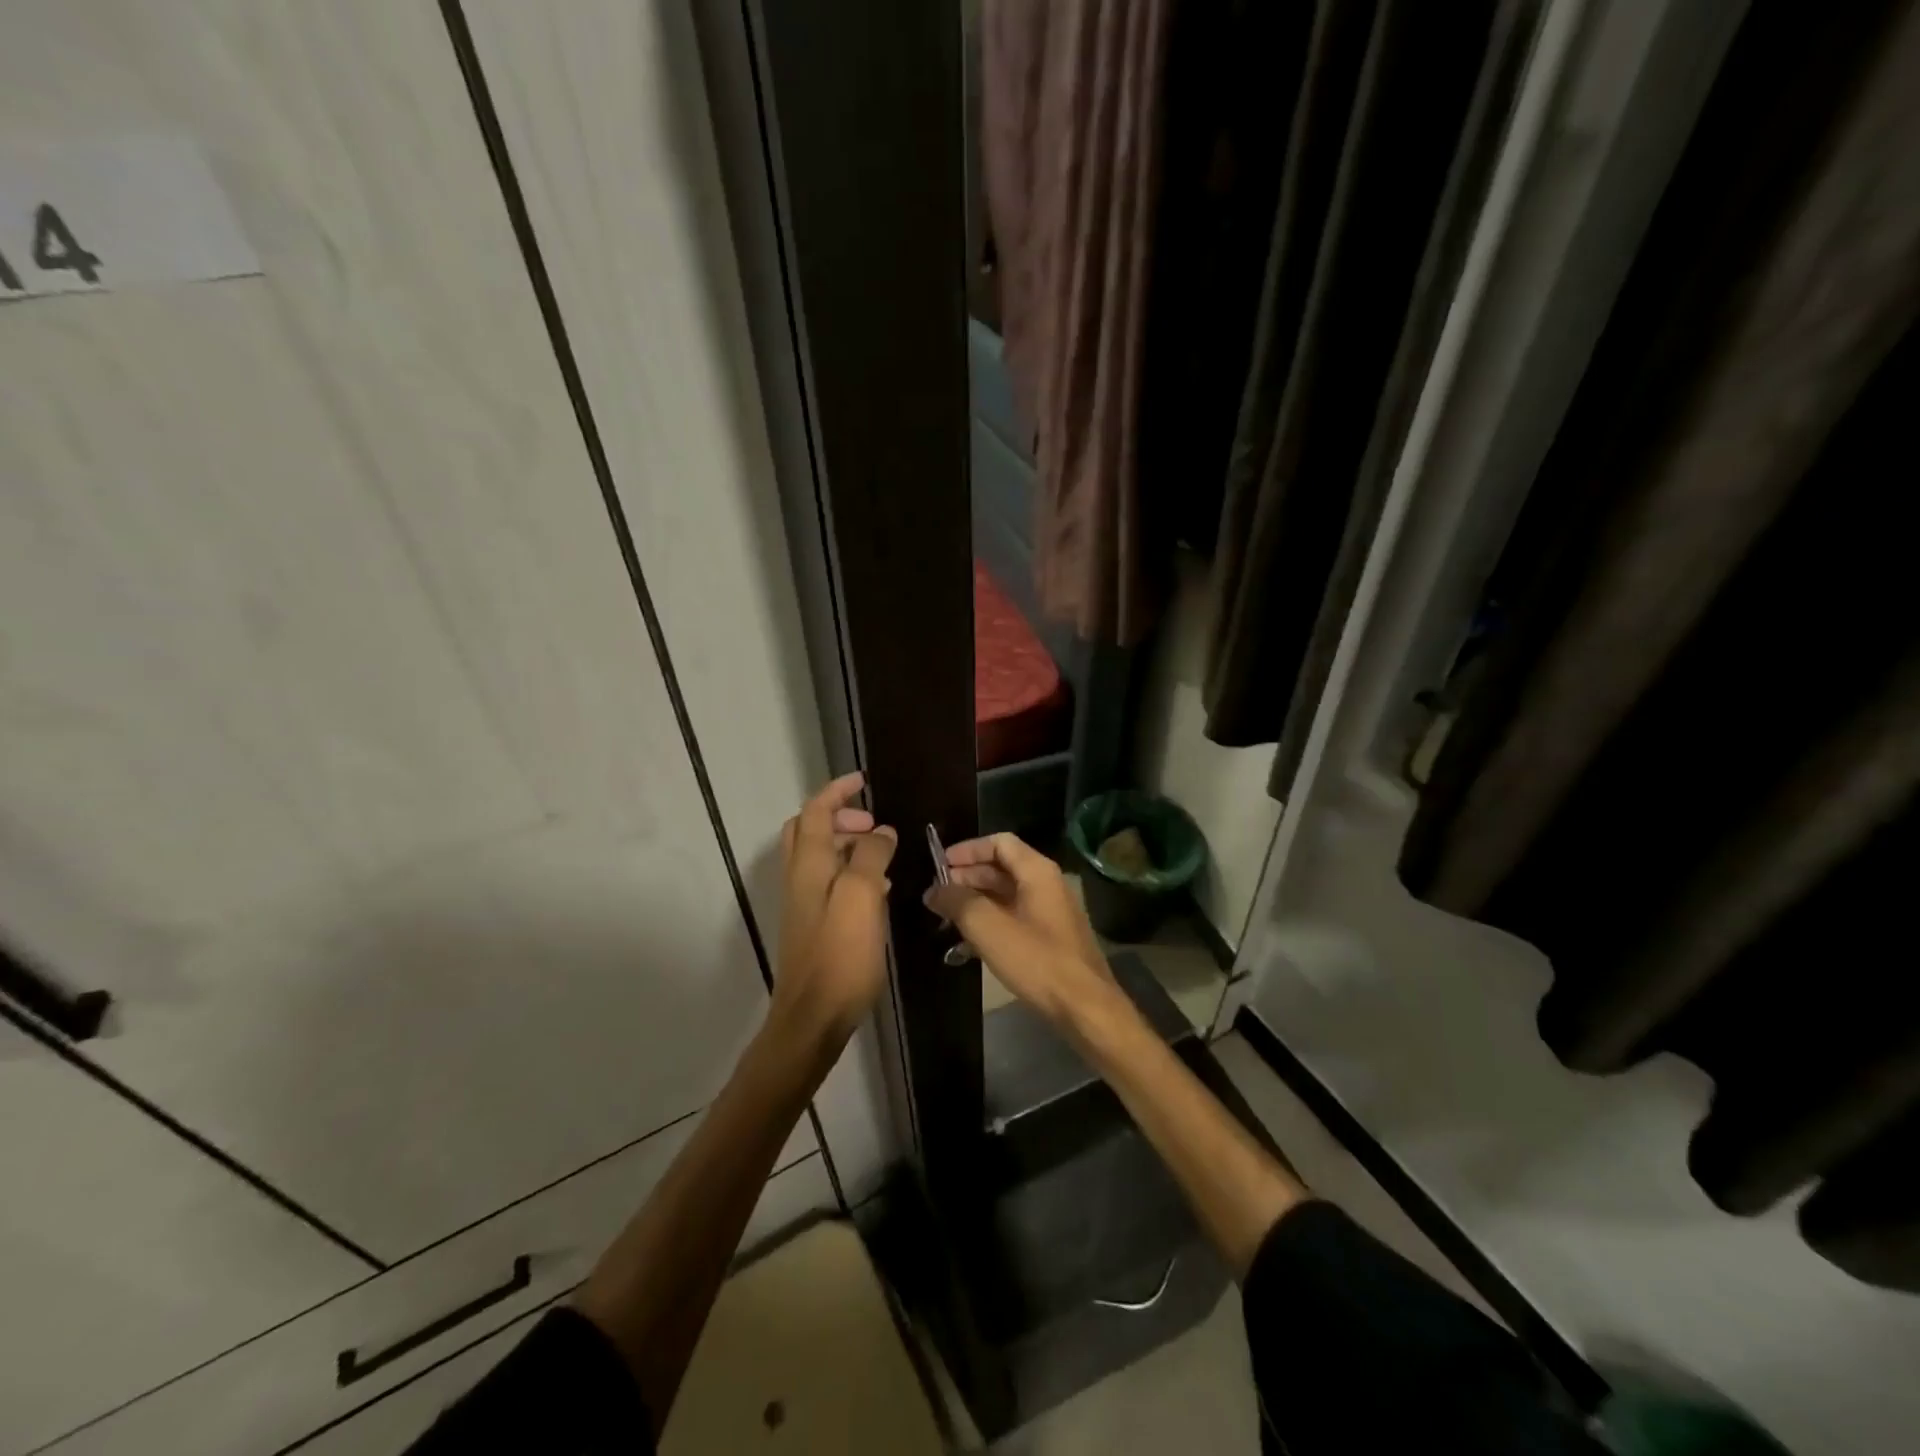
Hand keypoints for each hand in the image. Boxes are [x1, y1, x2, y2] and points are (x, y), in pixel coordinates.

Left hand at [771, 772, 897, 1048]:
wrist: (813, 1016)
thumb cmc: (840, 953)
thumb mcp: (861, 896)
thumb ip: (870, 856)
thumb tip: (880, 832)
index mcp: (808, 864)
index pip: (815, 811)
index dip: (837, 791)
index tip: (863, 781)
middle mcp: (799, 878)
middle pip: (808, 831)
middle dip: (840, 817)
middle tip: (874, 824)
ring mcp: (803, 903)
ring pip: (820, 857)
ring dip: (848, 845)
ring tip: (883, 853)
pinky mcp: (813, 925)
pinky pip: (830, 883)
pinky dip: (850, 872)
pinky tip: (879, 890)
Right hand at [924, 832, 1119, 1032]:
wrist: (1084, 1007)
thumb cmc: (1037, 960)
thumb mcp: (988, 927)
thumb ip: (958, 902)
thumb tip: (934, 890)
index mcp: (1037, 871)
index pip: (999, 842)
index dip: (967, 850)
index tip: (939, 865)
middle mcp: (1047, 884)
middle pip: (1002, 868)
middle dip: (967, 877)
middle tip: (936, 894)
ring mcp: (1050, 913)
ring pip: (1006, 896)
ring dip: (975, 902)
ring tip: (945, 918)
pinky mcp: (1050, 939)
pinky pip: (1014, 919)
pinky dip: (990, 923)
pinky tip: (966, 945)